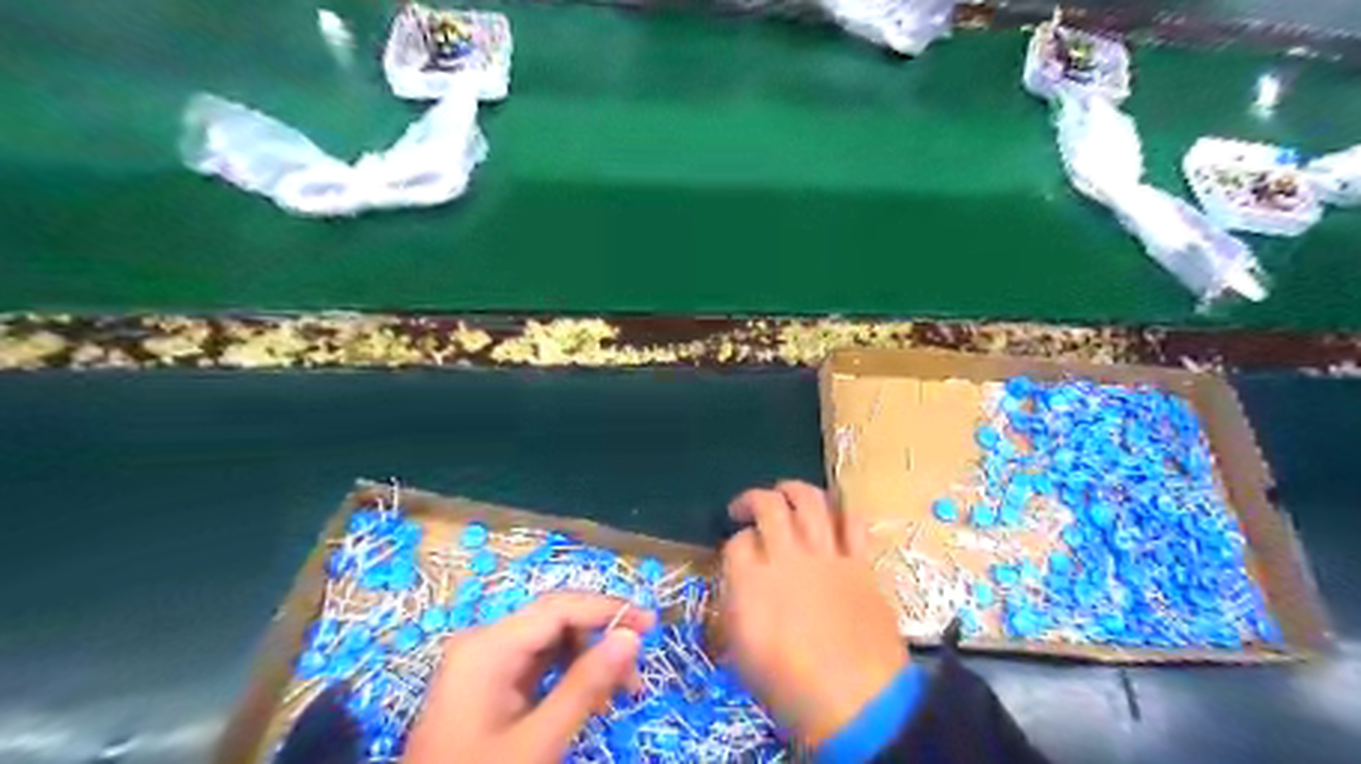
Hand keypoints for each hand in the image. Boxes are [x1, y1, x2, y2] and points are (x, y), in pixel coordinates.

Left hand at [402, 592, 653, 762]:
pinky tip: (589, 699)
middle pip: (555, 621)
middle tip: (636, 673)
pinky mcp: (487, 684)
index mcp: (488, 646)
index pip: (559, 607)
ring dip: (587, 659)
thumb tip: (631, 636)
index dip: (608, 609)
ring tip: (618, 694)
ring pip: (549, 642)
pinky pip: (537, 665)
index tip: (651, 625)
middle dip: (599, 639)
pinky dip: (567, 676)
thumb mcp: (538, 741)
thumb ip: (586, 684)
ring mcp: (483, 663)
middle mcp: (484, 642)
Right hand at [716, 481, 908, 748]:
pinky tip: (832, 511)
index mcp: (751, 582)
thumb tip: (738, 585)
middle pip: (768, 506)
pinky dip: (842, 509)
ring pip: (810, 501)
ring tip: (784, 491)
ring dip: (794, 489)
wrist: (859, 703)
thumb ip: (735, 609)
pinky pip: (853, 521)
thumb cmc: (791, 689)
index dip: (733, 542)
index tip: (737, 553)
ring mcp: (827, 556)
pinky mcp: (860, 563)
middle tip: (746, 508)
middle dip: (752, 499)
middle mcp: (787, 557)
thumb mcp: (743, 655)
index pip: (736, 542)